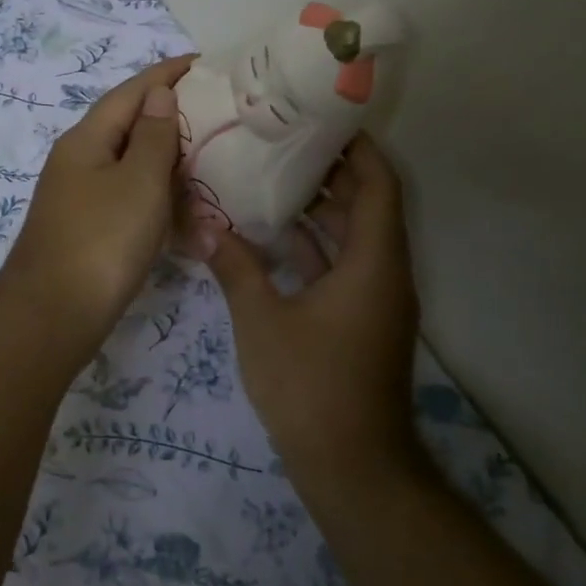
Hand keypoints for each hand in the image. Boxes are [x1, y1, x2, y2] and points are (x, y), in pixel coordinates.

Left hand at [0, 55, 195, 355]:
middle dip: (172, 117)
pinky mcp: (89, 231)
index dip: (167, 74)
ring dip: (169, 164)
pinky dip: (159, 202)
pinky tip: (187, 214)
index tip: (204, 62)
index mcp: (86, 140)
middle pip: (130, 127)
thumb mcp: (138, 182)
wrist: (53, 316)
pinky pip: (130, 202)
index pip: (131, 92)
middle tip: (219, 114)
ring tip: (212, 160)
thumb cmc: (102, 241)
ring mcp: (81, 198)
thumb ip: (154, 136)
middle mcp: (79, 162)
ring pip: (132, 168)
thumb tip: (159, 93)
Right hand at [197, 133, 425, 479]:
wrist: (352, 467)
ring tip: (270, 174)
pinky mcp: (359, 321)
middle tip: (281, 140)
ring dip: (320, 208)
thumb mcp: (262, 320)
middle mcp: (383, 273)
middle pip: (366, 205)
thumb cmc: (311, 385)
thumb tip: (202, 224)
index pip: (378, 184)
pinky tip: (271, 234)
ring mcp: (373, 300)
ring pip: (353, 237)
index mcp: (373, 263)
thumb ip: (234, 265)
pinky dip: (313, 245)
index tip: (321, 118)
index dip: (357, 147)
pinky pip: (341, 266)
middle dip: (329, 171)